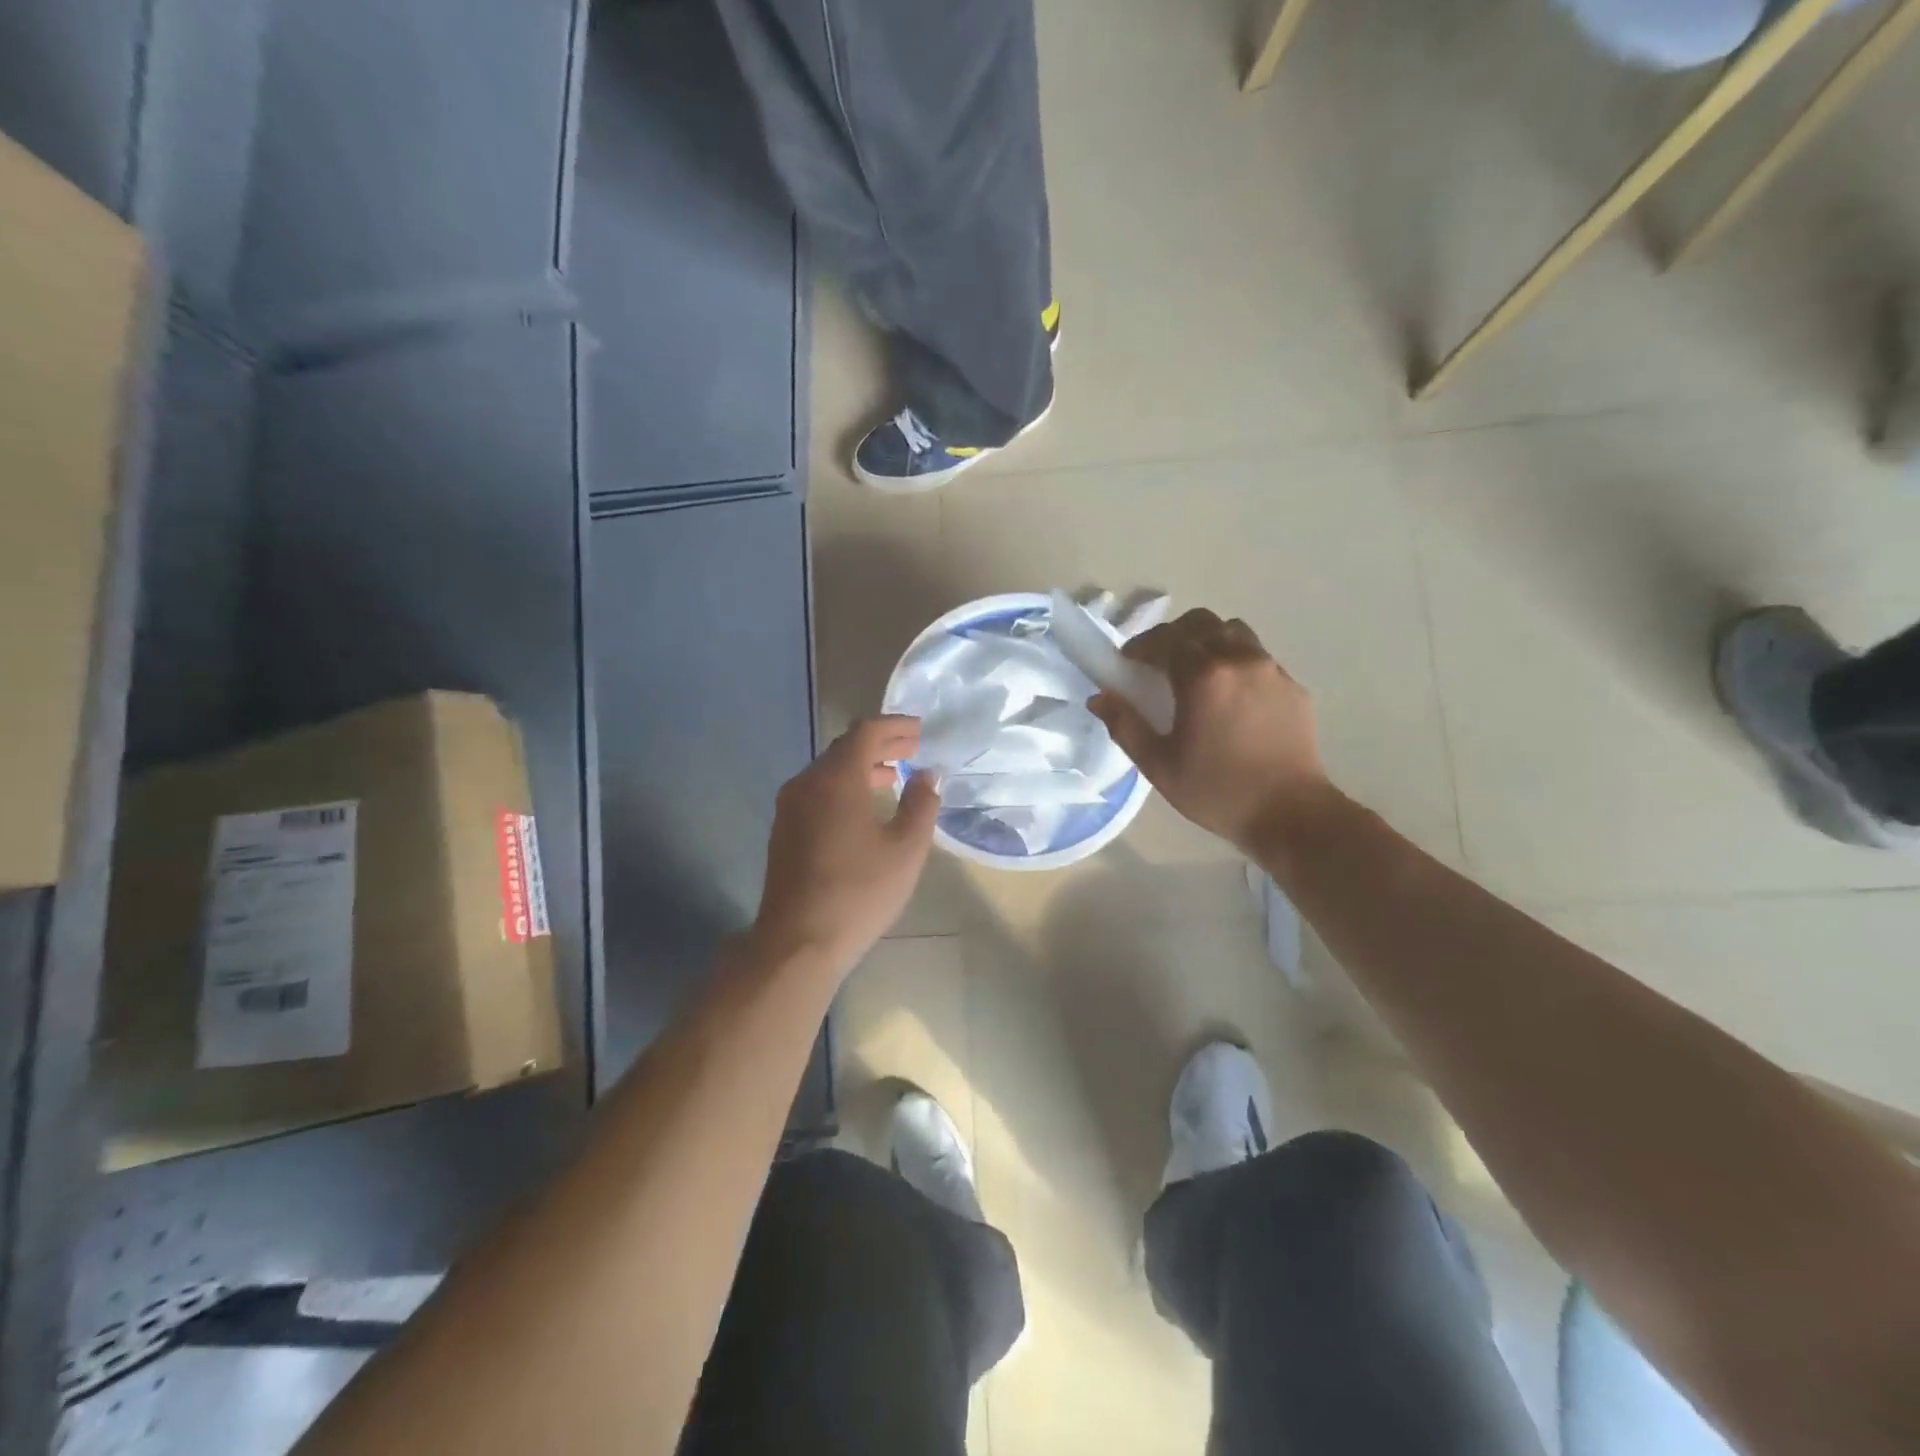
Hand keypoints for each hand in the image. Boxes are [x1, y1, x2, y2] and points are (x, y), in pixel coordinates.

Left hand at [750, 716, 939, 977]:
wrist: (797, 942)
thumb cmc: (858, 893)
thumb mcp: (905, 849)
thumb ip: (920, 804)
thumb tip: (928, 775)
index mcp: (836, 779)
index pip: (865, 732)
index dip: (895, 726)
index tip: (920, 730)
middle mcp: (806, 782)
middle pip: (844, 747)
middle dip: (880, 744)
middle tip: (912, 749)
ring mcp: (789, 806)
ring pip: (828, 770)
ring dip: (861, 766)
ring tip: (893, 775)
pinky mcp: (784, 829)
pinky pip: (817, 791)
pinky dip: (844, 786)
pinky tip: (864, 807)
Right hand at [1088, 609, 1329, 854]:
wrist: (1290, 814)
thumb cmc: (1216, 791)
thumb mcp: (1158, 764)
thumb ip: (1125, 725)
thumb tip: (1099, 697)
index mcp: (1203, 676)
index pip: (1165, 639)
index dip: (1141, 646)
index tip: (1128, 663)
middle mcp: (1239, 660)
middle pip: (1201, 623)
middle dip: (1173, 635)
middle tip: (1158, 663)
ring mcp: (1271, 670)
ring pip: (1233, 632)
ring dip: (1207, 641)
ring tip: (1195, 672)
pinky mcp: (1292, 686)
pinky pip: (1257, 657)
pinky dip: (1235, 662)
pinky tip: (1229, 696)